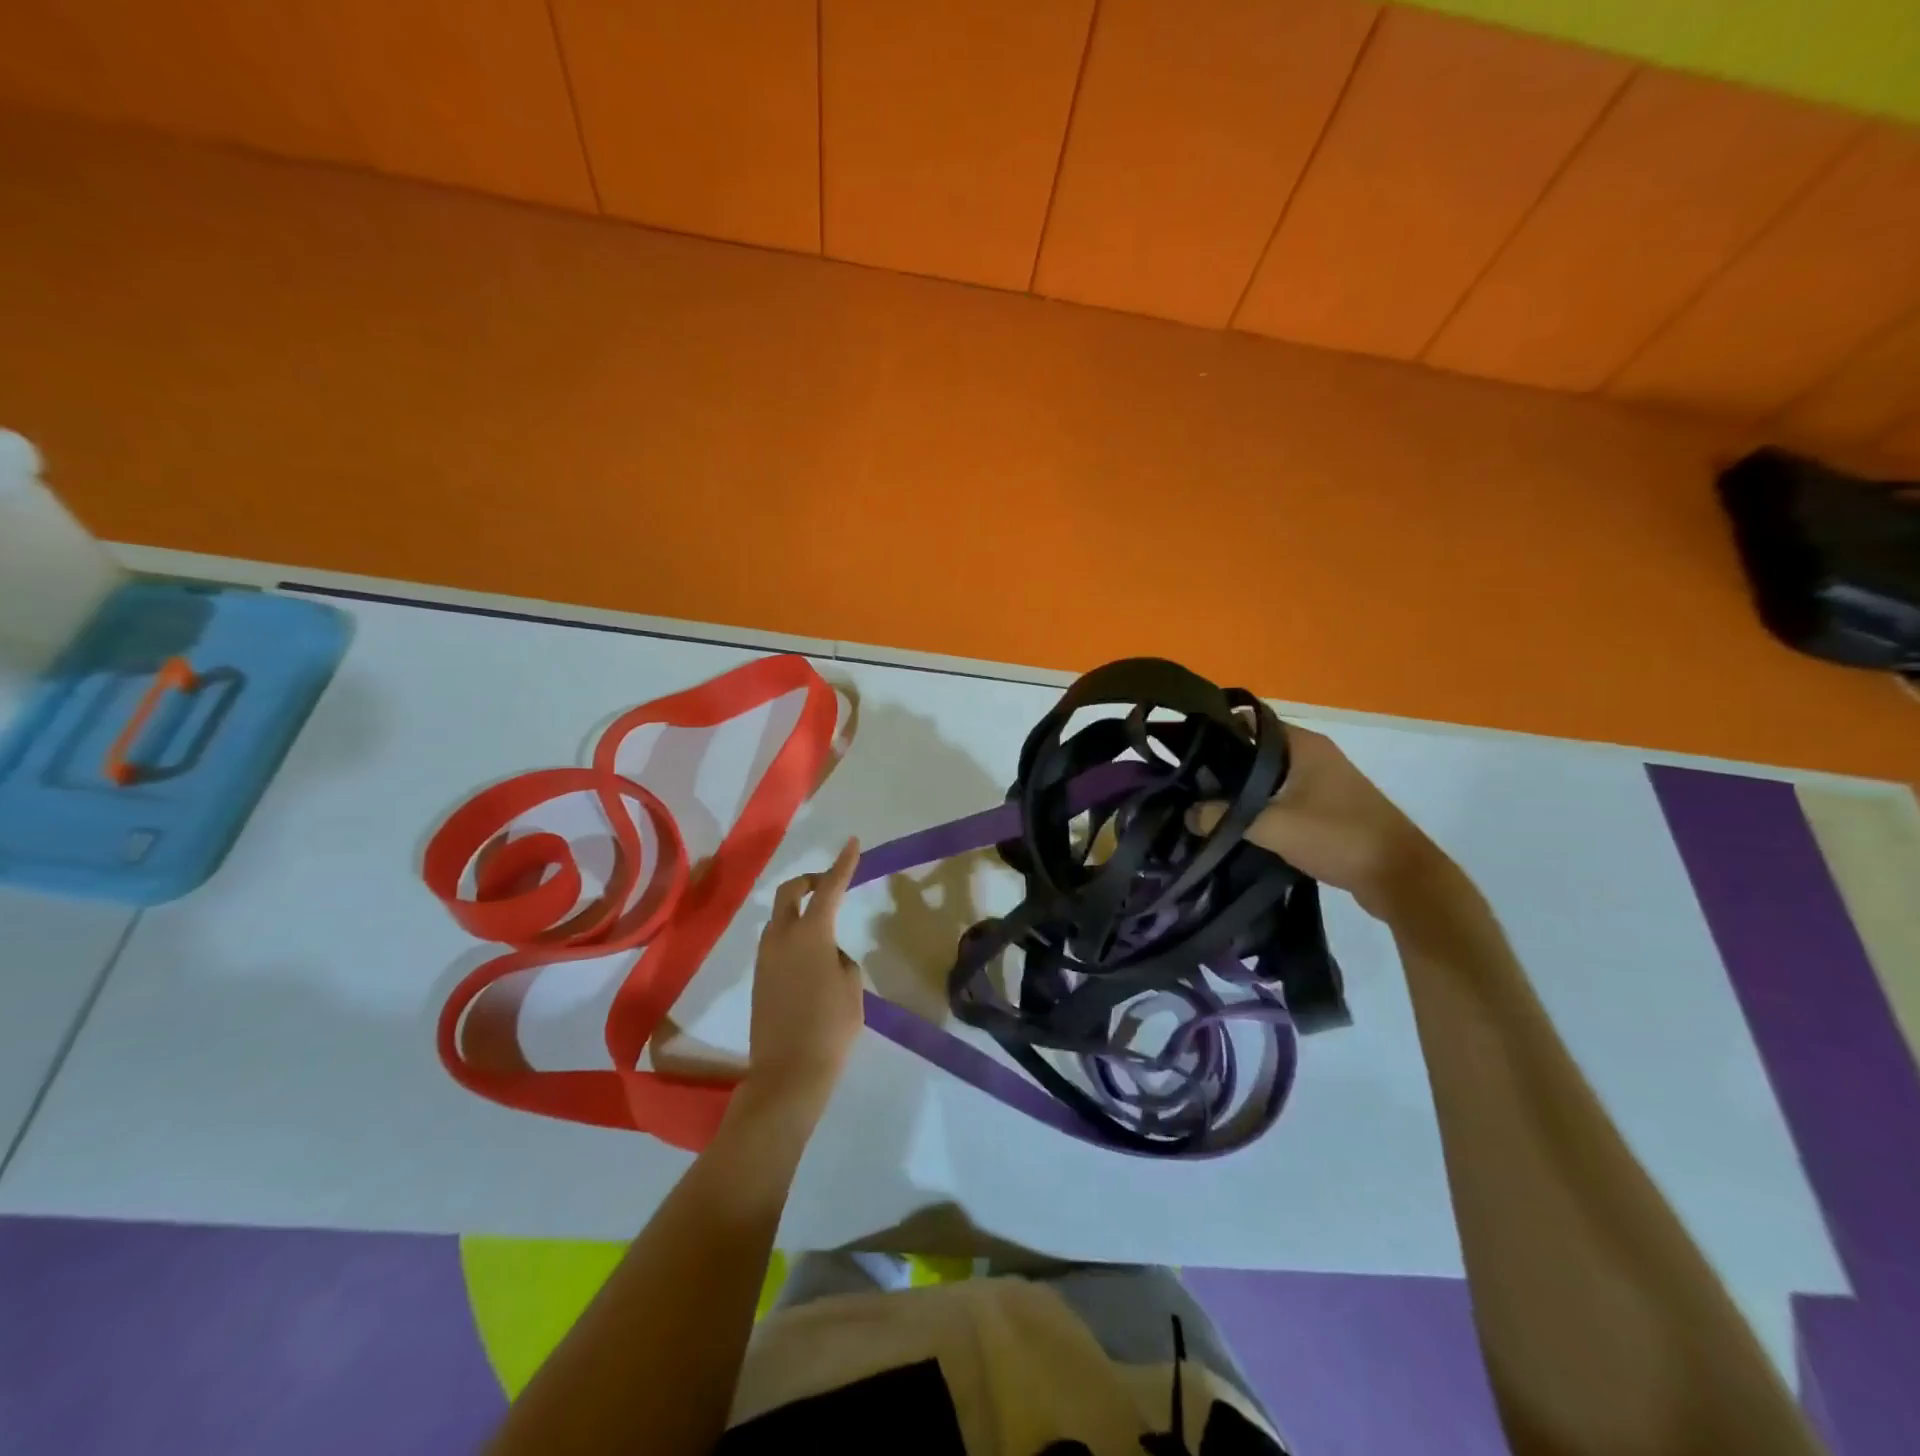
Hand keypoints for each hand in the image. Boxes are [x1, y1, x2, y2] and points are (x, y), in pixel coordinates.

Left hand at [745, 838, 864, 1111]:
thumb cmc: (831, 1028)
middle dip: (808, 881)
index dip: (843, 864)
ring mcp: (765, 958)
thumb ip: (841, 959)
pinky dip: (792, 935)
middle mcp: (781, 937)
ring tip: (824, 931)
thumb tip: (827, 954)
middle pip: (789, 892)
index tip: (852, 842)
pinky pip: (775, 942)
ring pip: (779, 918)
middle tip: (829, 885)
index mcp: (811, 934)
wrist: (788, 1074)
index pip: (829, 888)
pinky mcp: (758, 979)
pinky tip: (810, 960)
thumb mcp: (851, 987)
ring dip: (799, 911)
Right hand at [1187, 724, 1454, 921]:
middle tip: (1188, 782)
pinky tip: (1237, 824)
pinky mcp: (1327, 807)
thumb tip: (1188, 813)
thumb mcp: (1274, 826)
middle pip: (1256, 750)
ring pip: (1269, 776)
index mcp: (1303, 744)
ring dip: (1242, 789)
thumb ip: (1226, 817)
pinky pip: (1282, 796)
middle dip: (1224, 764)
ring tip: (1203, 804)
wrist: (1400, 877)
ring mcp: (1323, 781)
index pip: (1249, 722)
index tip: (1185, 749)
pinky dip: (1260, 805)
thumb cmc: (1339, 836)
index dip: (1217, 731)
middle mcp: (1313, 755)